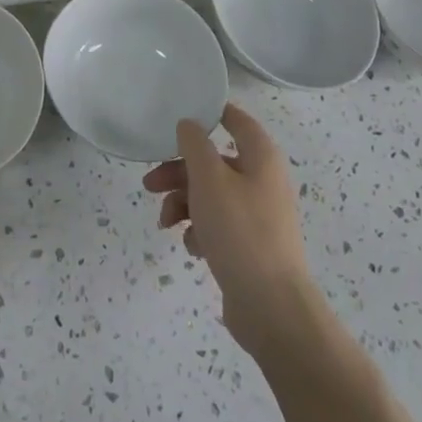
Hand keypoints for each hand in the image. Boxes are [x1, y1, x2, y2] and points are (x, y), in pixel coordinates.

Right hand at [143, 103, 318, 357]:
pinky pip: (218, 225)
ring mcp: (258, 215)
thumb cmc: (240, 231)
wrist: (271, 308)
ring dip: (183, 203)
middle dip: (179, 171)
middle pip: (214, 162)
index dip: (211, 113)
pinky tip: (192, 247)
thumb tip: (189, 125)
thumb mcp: (209, 179)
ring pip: (211, 195)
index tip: (180, 116)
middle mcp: (263, 180)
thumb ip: (195, 145)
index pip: (237, 120)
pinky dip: (200, 230)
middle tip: (150, 183)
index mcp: (261, 157)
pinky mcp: (250, 245)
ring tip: (165, 222)